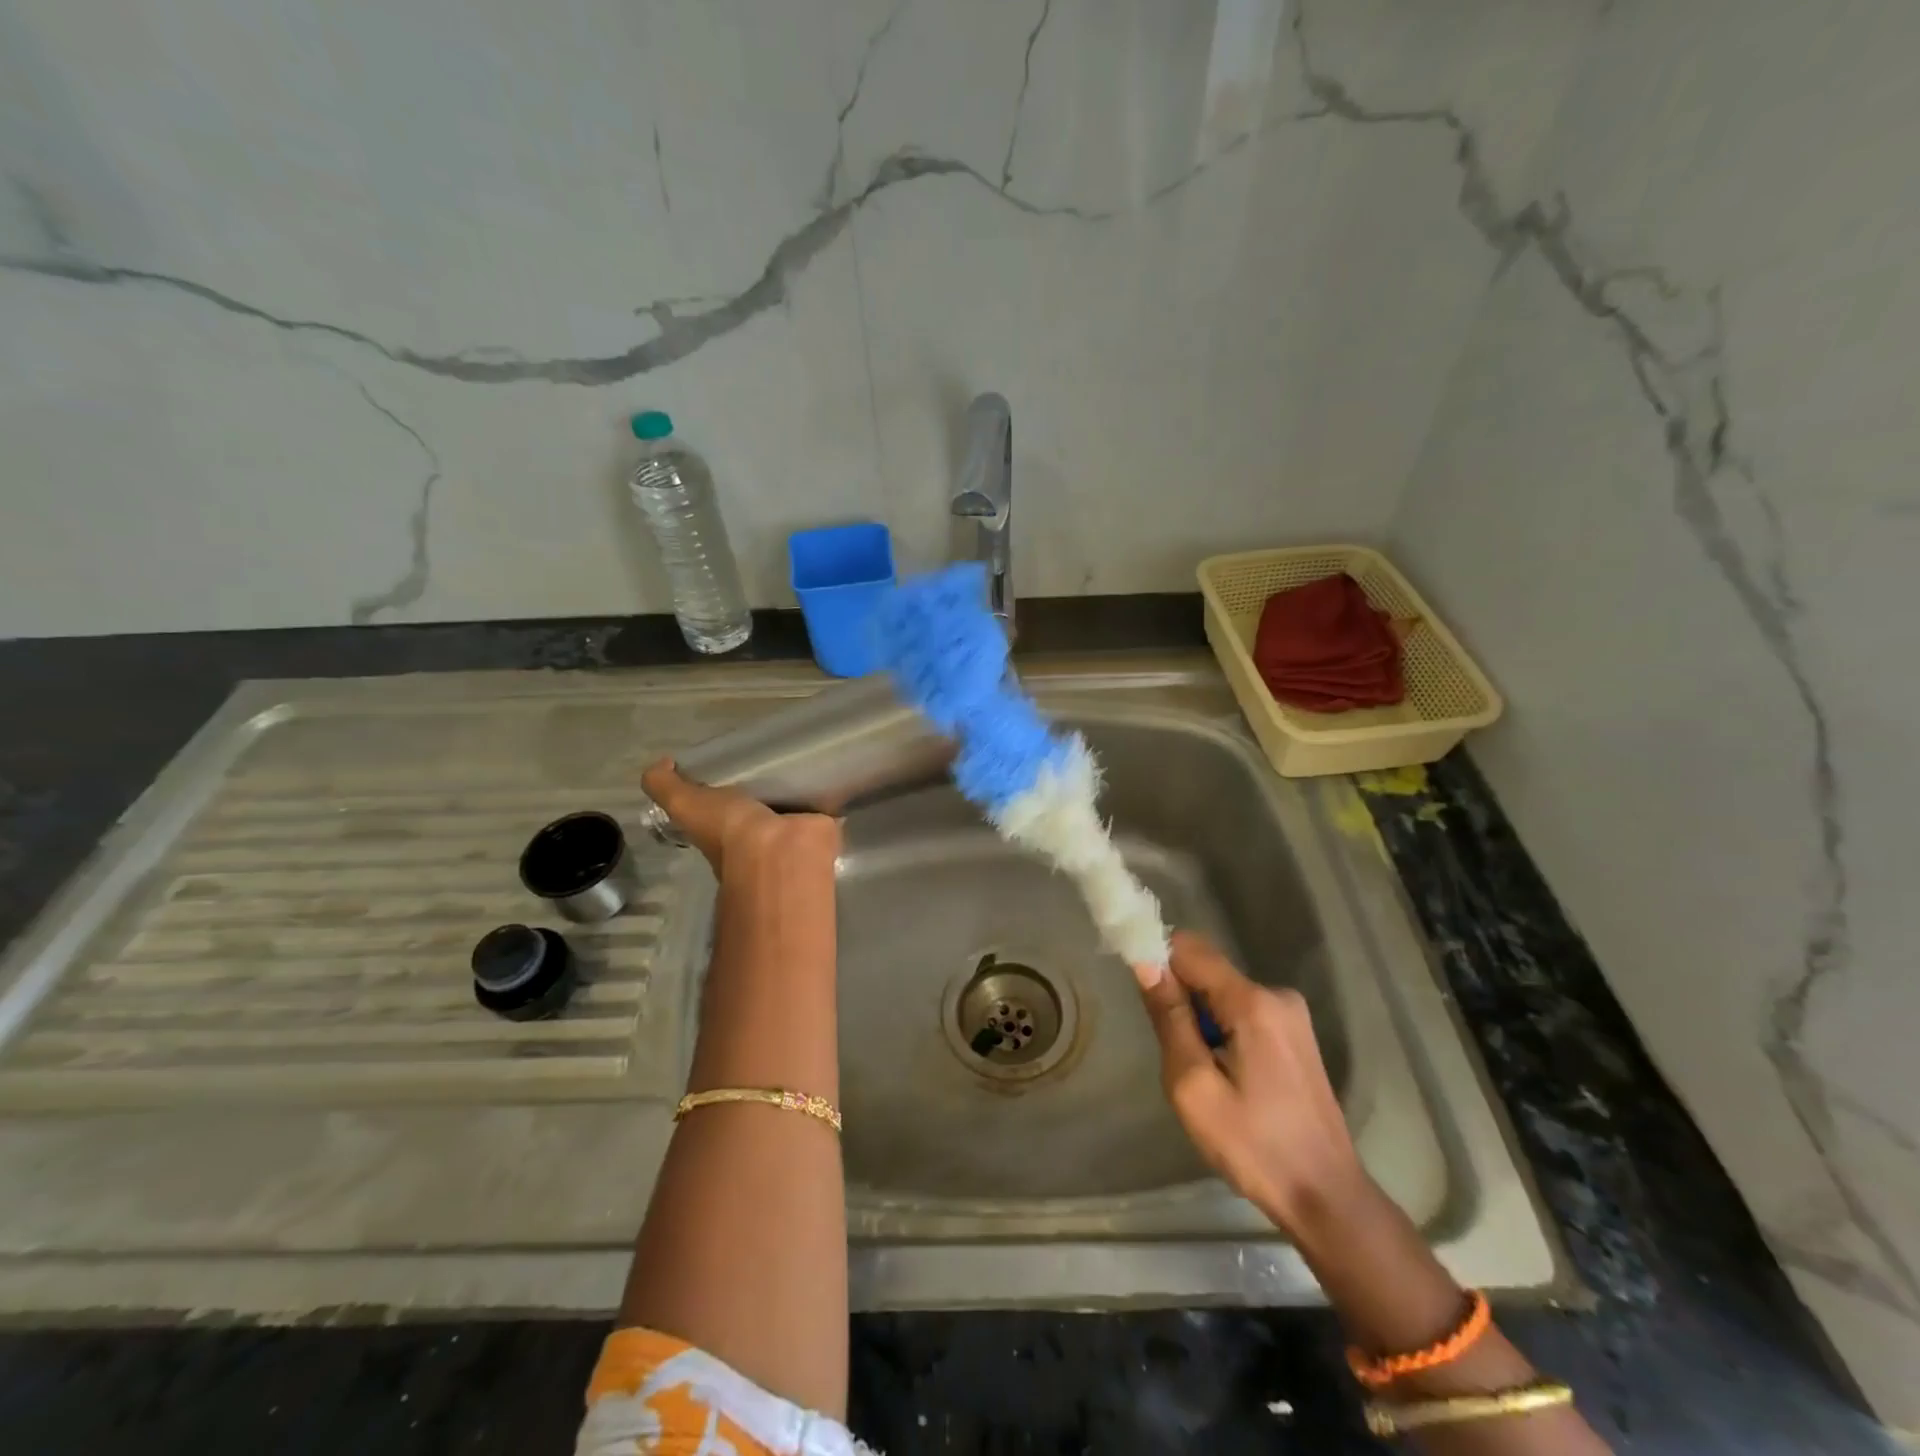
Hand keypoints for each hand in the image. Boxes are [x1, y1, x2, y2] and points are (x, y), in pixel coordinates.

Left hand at [641, 759, 840, 876]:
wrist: (779, 850)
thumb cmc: (729, 830)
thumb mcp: (684, 803)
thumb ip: (665, 786)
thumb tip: (662, 763)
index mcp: (723, 828)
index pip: (721, 804)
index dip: (725, 784)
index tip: (735, 758)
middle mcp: (755, 833)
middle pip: (758, 802)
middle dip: (764, 782)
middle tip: (773, 748)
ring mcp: (790, 830)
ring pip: (791, 802)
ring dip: (796, 785)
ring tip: (803, 751)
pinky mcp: (820, 824)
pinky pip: (823, 803)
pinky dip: (826, 789)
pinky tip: (829, 766)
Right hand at [1134, 931, 1365, 1235]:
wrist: (1326, 1198)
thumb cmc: (1253, 1146)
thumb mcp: (1193, 1086)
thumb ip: (1169, 1018)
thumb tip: (1145, 963)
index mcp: (1252, 1002)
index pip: (1189, 948)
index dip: (1157, 960)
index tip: (1141, 996)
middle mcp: (1276, 994)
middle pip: (1207, 970)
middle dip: (1181, 1001)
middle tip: (1179, 1056)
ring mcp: (1291, 1014)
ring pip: (1222, 993)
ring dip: (1202, 1021)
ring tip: (1206, 1076)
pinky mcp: (1295, 1034)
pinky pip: (1242, 1011)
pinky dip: (1223, 1031)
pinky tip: (1230, 1078)